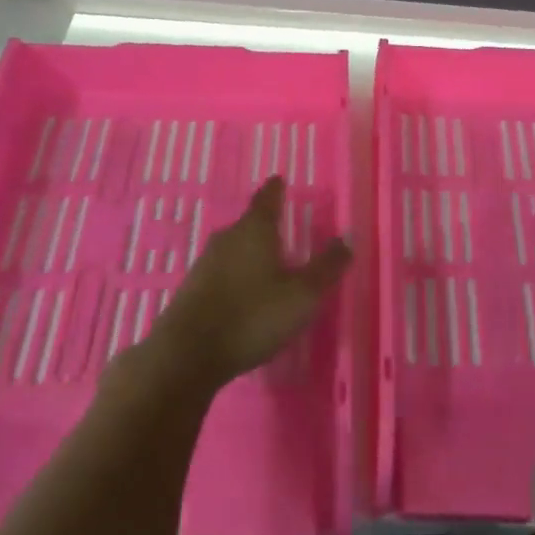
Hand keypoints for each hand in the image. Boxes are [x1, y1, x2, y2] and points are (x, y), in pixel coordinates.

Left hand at [144, 177, 351, 389]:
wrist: (187, 354)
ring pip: (234, 248)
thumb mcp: (302, 295)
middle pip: (250, 223)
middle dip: (266, 224)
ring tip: (268, 260)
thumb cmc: (252, 316)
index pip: (268, 199)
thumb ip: (327, 267)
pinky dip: (237, 274)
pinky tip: (245, 292)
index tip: (280, 179)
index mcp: (255, 231)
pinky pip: (222, 272)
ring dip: (251, 251)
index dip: (276, 189)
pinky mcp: (193, 290)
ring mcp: (205, 264)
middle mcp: (227, 239)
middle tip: (283, 226)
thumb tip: (347, 238)